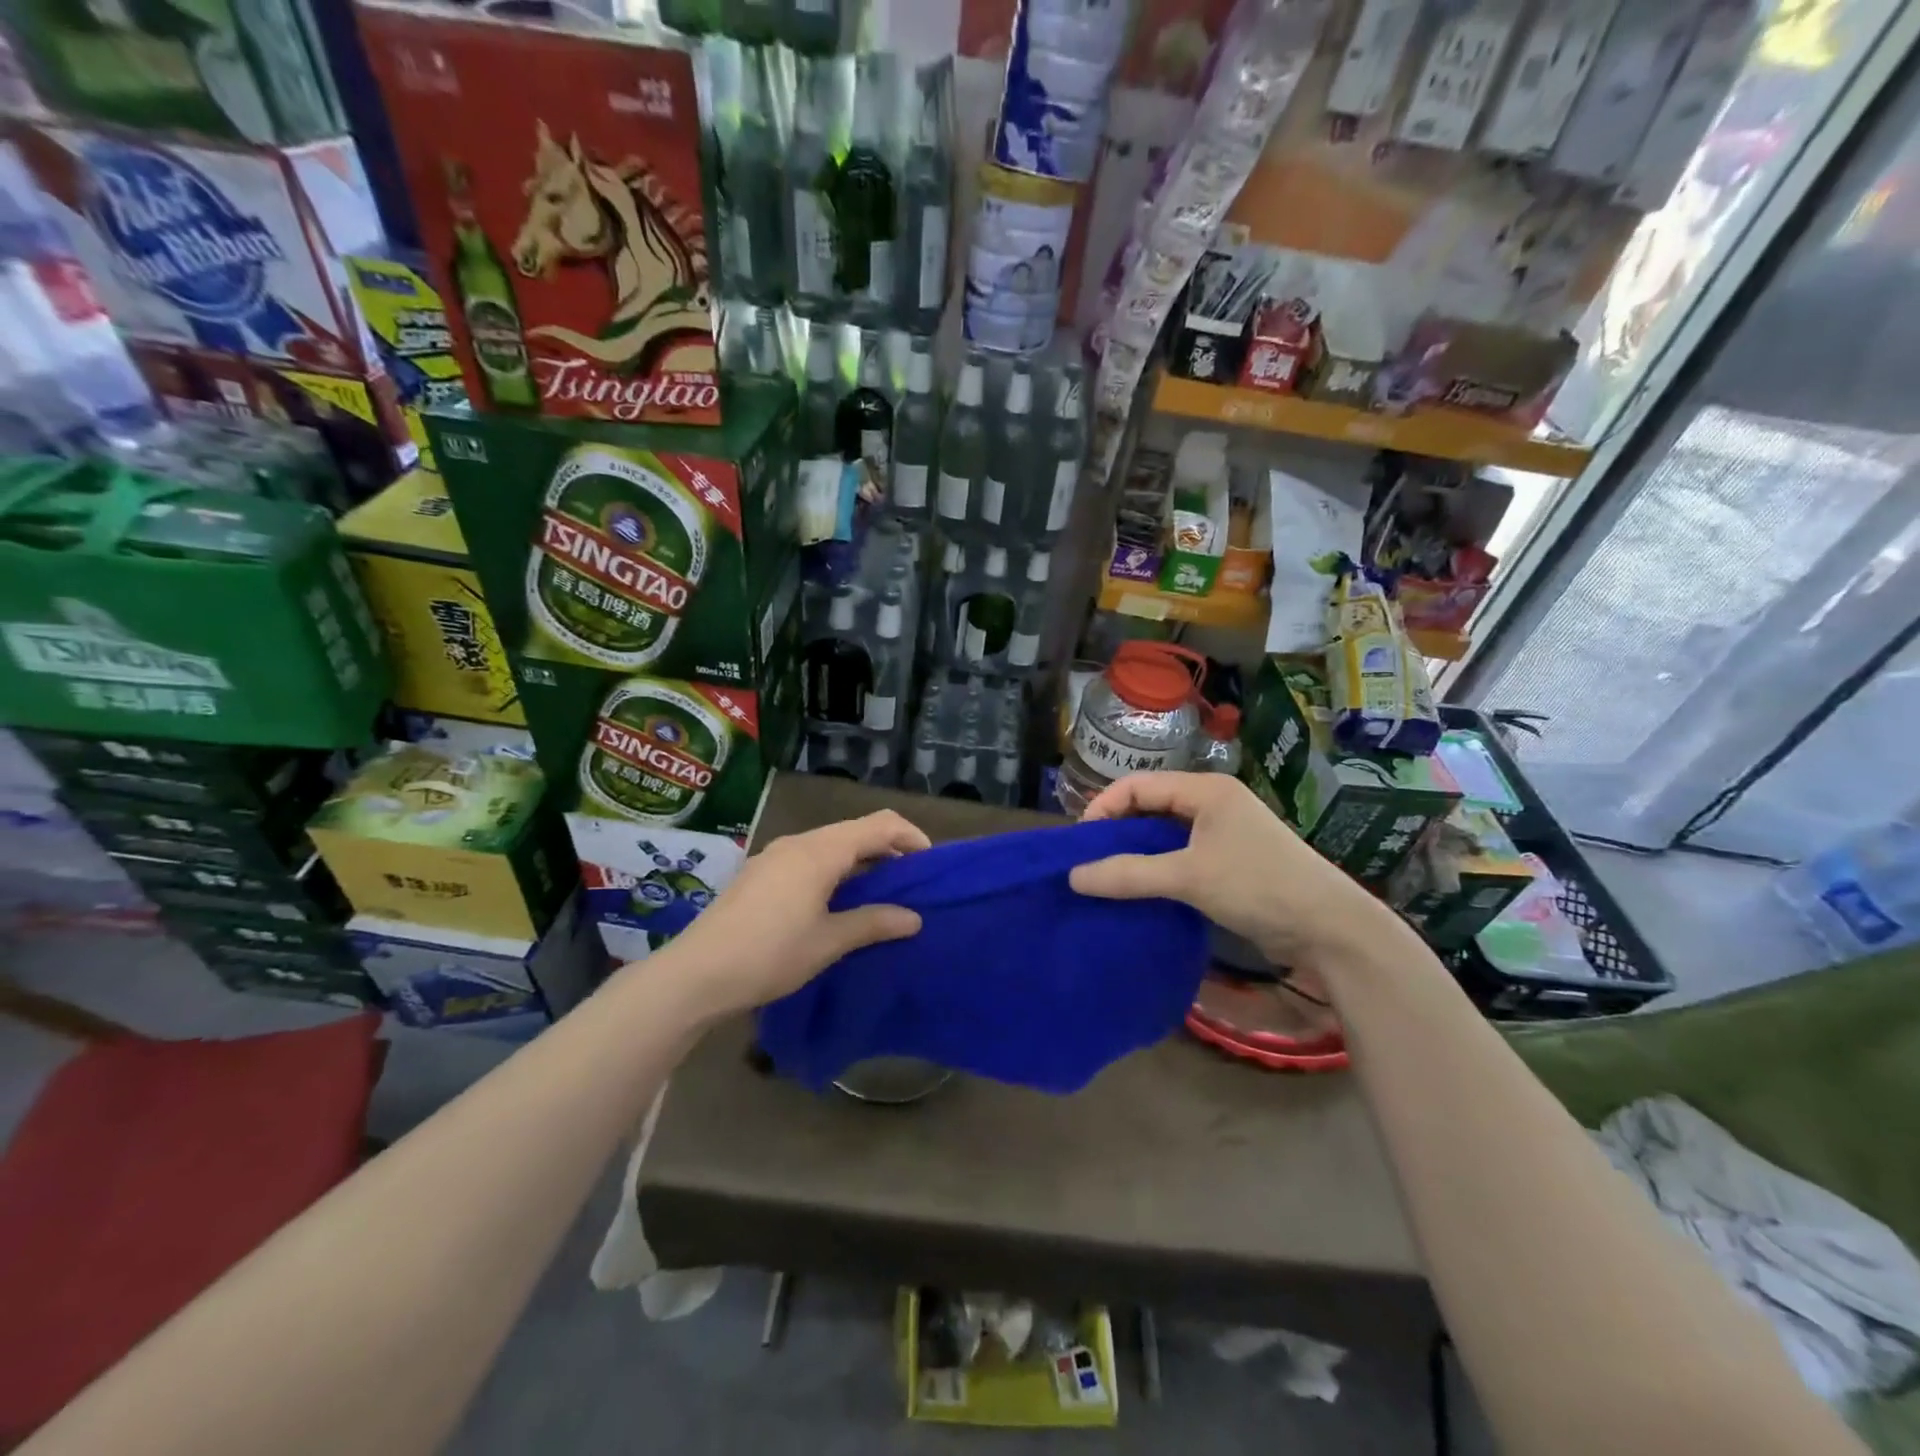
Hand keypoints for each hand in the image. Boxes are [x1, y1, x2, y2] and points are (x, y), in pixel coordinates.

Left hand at [657, 809, 931, 1017]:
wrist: (696, 973)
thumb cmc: (770, 954)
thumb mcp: (829, 942)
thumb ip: (874, 923)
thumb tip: (914, 918)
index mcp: (820, 851)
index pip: (879, 824)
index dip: (910, 837)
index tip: (930, 865)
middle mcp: (799, 843)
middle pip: (855, 831)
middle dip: (888, 850)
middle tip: (910, 884)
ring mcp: (776, 856)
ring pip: (831, 845)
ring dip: (861, 862)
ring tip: (879, 895)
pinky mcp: (761, 873)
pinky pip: (810, 859)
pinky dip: (835, 871)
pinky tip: (837, 902)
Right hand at [1068, 772, 1405, 969]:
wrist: (1330, 927)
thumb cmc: (1258, 886)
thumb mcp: (1188, 877)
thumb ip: (1128, 875)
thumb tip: (1073, 876)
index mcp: (1206, 790)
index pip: (1138, 785)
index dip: (1104, 807)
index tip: (1080, 842)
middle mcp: (1214, 802)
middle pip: (1151, 805)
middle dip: (1117, 829)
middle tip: (1090, 860)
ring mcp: (1225, 832)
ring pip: (1165, 833)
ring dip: (1137, 851)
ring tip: (1108, 875)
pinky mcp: (1231, 860)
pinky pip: (1181, 854)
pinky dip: (1158, 867)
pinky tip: (1142, 889)